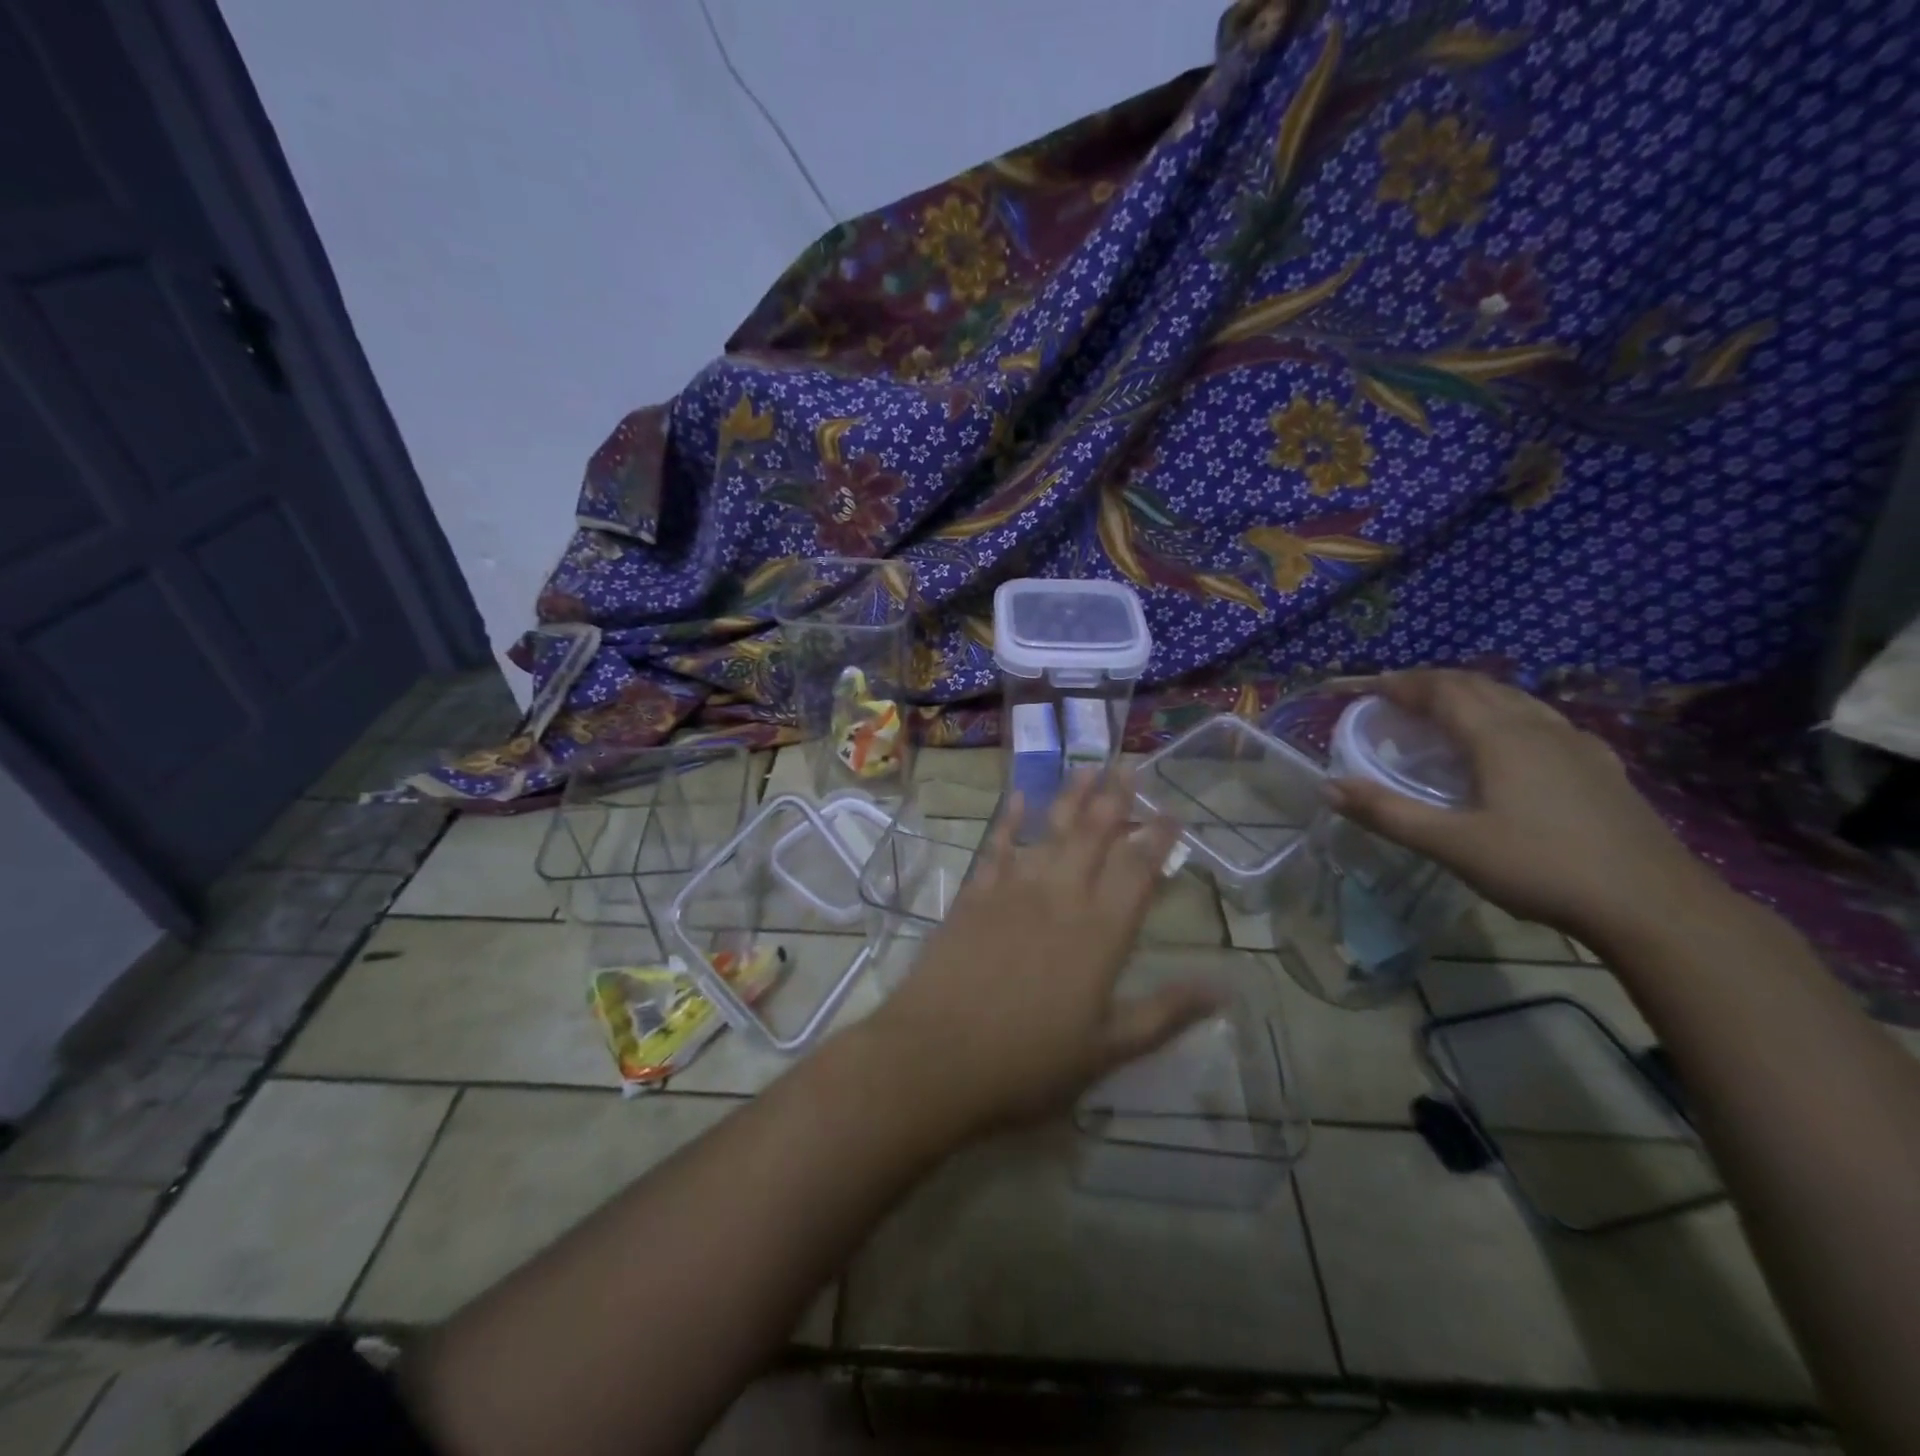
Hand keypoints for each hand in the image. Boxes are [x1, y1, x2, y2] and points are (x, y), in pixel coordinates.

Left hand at [864, 770, 1219, 1134]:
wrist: (935, 1056)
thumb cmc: (1027, 1062)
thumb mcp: (1107, 1050)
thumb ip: (1165, 1014)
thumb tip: (1225, 988)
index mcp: (1100, 934)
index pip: (1137, 872)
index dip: (1157, 840)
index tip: (1172, 812)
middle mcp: (1060, 898)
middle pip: (1093, 837)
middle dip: (1115, 800)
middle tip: (1128, 766)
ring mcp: (1012, 891)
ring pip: (1049, 832)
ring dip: (1070, 798)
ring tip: (1088, 768)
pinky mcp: (974, 896)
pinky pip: (997, 847)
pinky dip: (1010, 821)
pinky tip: (1020, 798)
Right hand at [1324, 670, 1724, 943]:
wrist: (1655, 906)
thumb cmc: (1542, 868)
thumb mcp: (1452, 845)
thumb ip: (1387, 812)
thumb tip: (1328, 787)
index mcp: (1499, 737)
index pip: (1441, 690)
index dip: (1399, 683)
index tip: (1364, 687)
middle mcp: (1538, 727)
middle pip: (1477, 685)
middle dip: (1430, 683)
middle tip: (1394, 697)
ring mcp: (1577, 743)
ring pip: (1514, 698)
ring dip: (1470, 694)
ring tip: (1442, 712)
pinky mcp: (1601, 766)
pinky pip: (1542, 720)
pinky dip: (1507, 714)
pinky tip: (1510, 742)